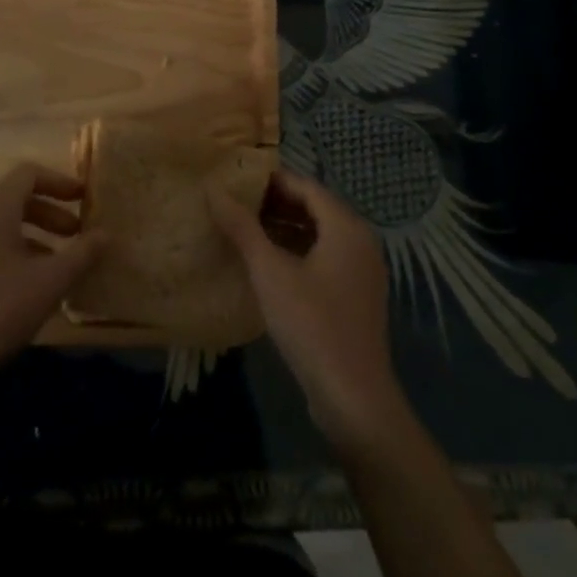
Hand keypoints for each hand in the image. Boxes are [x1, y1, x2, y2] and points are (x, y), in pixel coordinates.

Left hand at [0, 163, 100, 398]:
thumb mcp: (49, 282)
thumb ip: (82, 254)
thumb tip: (107, 233)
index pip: (30, 173)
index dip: (61, 182)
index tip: (86, 201)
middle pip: (17, 197)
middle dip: (52, 213)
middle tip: (78, 237)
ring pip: (4, 225)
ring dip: (36, 237)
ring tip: (60, 266)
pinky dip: (16, 253)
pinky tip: (30, 289)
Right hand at [209, 168, 408, 455]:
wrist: (353, 397)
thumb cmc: (311, 324)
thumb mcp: (269, 272)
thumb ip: (242, 228)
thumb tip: (214, 191)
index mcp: (346, 226)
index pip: (306, 186)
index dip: (271, 180)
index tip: (236, 180)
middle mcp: (361, 240)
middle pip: (315, 207)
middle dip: (276, 202)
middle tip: (235, 203)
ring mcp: (362, 270)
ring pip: (320, 233)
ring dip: (285, 227)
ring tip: (245, 229)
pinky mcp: (357, 295)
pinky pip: (325, 257)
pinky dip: (298, 250)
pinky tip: (269, 263)